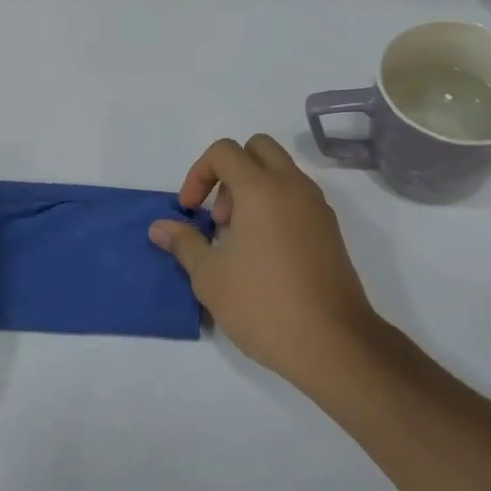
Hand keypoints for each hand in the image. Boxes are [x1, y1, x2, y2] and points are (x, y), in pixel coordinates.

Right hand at [149, 136, 383, 389]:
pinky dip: (276, 207)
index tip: (190, 211)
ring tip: (239, 240)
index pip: (224, 151)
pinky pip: (298, 198)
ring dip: (254, 189)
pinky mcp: (330, 230)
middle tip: (220, 217)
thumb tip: (160, 227)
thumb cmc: (262, 304)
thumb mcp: (209, 276)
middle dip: (230, 172)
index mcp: (261, 188)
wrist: (331, 342)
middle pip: (258, 148)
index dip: (198, 174)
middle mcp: (293, 186)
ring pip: (281, 172)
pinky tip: (265, 254)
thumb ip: (184, 242)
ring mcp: (317, 207)